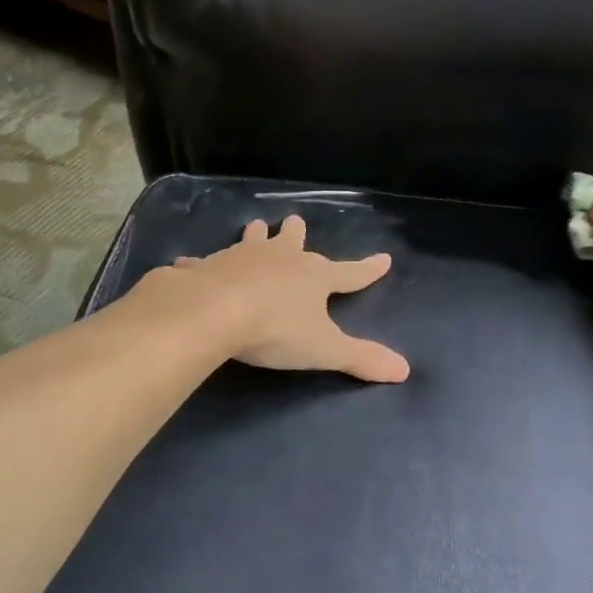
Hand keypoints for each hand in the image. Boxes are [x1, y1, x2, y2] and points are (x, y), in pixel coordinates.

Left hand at [156, 215, 410, 382]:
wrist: (214, 312)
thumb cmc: (276, 329)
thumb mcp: (325, 349)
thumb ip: (361, 358)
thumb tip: (404, 370)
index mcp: (313, 277)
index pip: (350, 273)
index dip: (368, 269)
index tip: (384, 258)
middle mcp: (279, 259)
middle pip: (293, 240)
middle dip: (296, 233)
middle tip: (295, 222)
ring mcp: (240, 258)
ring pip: (251, 240)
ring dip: (255, 235)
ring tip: (255, 226)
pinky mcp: (205, 267)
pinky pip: (202, 262)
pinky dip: (199, 263)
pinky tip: (189, 263)